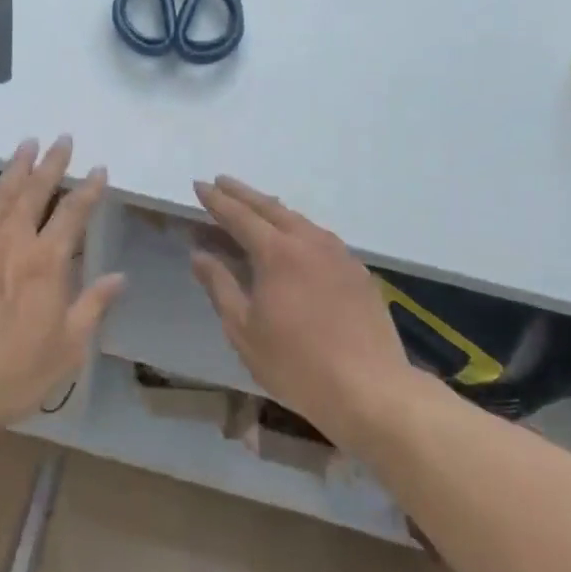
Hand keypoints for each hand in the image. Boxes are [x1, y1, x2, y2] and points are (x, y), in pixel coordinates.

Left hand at [0, 136, 122, 437]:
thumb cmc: (12, 373)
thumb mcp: (67, 349)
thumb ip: (93, 307)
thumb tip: (119, 277)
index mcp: (46, 262)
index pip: (73, 214)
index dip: (88, 190)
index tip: (99, 168)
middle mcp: (12, 244)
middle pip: (34, 193)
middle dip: (51, 164)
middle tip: (62, 138)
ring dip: (14, 170)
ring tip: (25, 146)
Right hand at [191, 176, 412, 446]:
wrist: (371, 389)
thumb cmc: (296, 363)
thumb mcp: (244, 329)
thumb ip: (220, 286)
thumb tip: (199, 254)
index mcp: (277, 253)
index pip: (239, 216)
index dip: (216, 200)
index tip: (200, 185)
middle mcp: (309, 242)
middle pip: (271, 208)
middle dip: (243, 194)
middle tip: (222, 182)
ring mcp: (338, 254)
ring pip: (299, 220)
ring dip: (272, 209)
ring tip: (255, 205)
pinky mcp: (358, 272)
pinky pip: (320, 237)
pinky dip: (297, 228)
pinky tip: (295, 239)